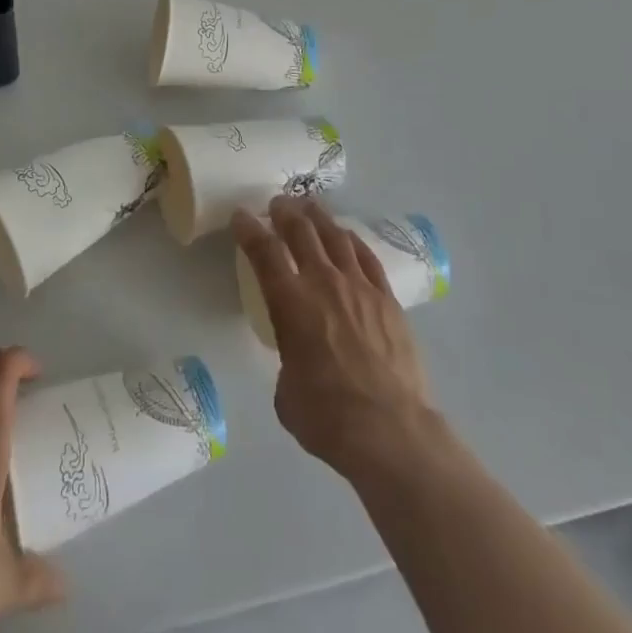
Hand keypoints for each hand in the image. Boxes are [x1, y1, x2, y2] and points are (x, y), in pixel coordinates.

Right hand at [232, 196, 440, 483]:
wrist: (390, 430)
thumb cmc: (327, 417)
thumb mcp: (286, 391)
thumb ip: (288, 360)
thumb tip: (299, 356)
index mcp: (290, 302)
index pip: (264, 251)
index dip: (249, 229)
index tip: (241, 215)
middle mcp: (323, 283)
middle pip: (301, 231)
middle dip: (285, 212)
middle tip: (278, 202)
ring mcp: (359, 287)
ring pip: (335, 236)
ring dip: (318, 217)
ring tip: (310, 206)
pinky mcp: (387, 299)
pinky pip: (367, 257)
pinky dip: (352, 240)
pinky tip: (347, 235)